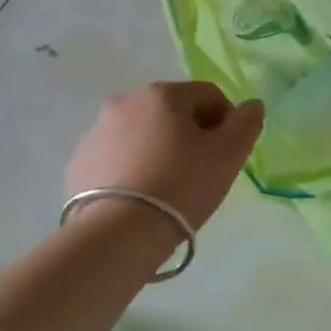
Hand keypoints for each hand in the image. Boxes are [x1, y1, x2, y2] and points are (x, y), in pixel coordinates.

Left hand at [64, 81, 264, 232]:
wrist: (117, 235)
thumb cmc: (180, 187)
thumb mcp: (228, 155)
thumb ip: (247, 122)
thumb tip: (251, 105)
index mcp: (162, 94)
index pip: (207, 95)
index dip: (226, 120)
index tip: (228, 153)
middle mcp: (125, 101)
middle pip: (172, 111)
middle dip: (190, 133)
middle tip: (200, 170)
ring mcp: (96, 132)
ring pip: (141, 133)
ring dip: (158, 148)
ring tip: (167, 186)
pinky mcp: (78, 162)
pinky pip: (115, 156)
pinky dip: (130, 167)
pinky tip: (139, 196)